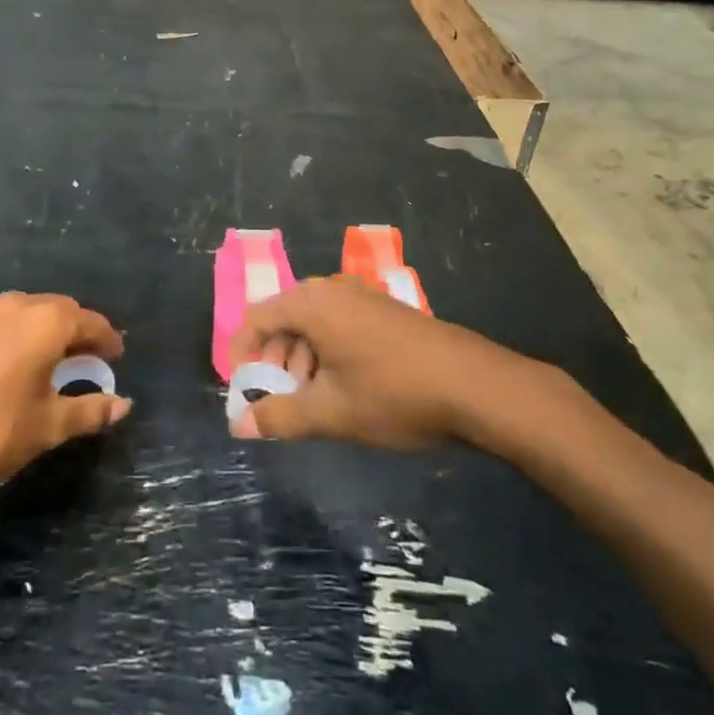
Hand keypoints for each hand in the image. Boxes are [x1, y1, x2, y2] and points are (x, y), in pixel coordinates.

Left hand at [0, 292, 131, 490]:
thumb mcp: (47, 426)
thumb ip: (89, 410)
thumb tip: (123, 405)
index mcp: (46, 322)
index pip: (91, 323)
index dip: (108, 341)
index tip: (117, 360)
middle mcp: (20, 305)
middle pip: (64, 310)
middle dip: (81, 333)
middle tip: (92, 362)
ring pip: (35, 312)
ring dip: (53, 331)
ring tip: (59, 364)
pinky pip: (11, 321)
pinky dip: (27, 334)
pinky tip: (22, 364)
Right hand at [228, 277, 499, 448]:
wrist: (474, 385)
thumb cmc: (393, 394)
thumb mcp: (330, 413)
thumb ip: (279, 417)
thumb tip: (239, 425)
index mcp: (312, 303)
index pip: (256, 317)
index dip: (240, 353)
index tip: (242, 390)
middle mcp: (333, 289)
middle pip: (284, 318)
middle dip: (275, 361)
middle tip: (282, 400)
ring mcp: (363, 296)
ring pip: (313, 323)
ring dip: (303, 360)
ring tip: (316, 401)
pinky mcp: (385, 310)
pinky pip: (339, 324)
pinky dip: (329, 352)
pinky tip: (347, 388)